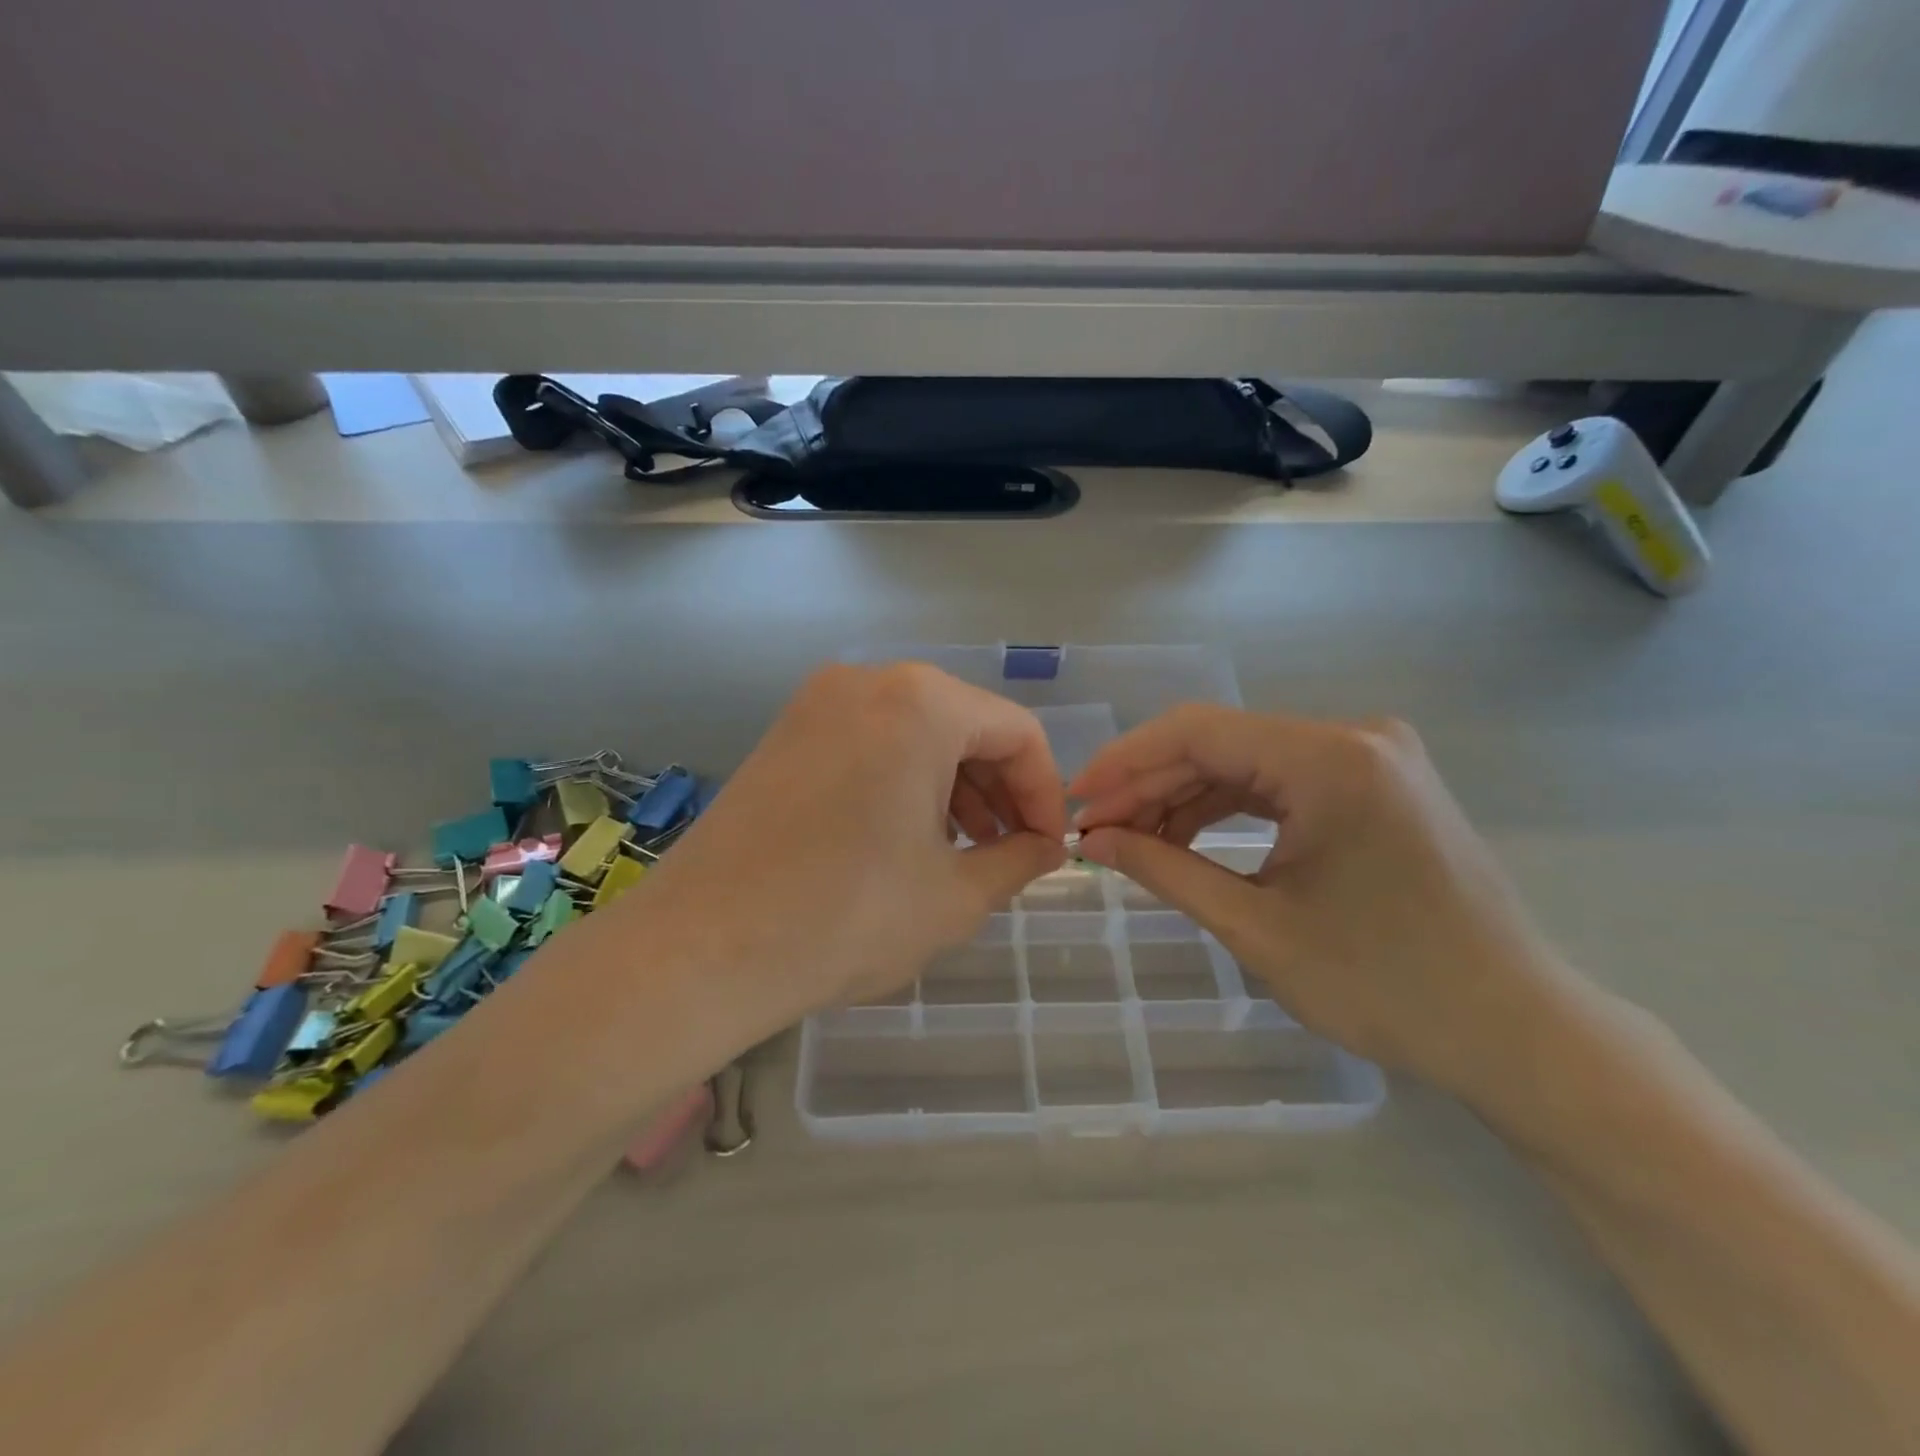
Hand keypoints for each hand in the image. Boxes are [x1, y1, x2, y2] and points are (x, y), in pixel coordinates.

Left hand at [630, 664, 1067, 1016]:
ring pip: (915, 734)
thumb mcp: (954, 896)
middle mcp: (868, 682)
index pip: (1017, 732)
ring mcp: (817, 703)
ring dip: (953, 788)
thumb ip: (1018, 860)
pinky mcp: (785, 734)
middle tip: (1009, 852)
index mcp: (921, 703)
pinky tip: (905, 839)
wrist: (701, 949)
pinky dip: (903, 782)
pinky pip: (869, 743)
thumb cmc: (846, 917)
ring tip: (962, 852)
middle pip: (964, 725)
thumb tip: (1048, 847)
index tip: (1049, 848)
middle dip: (999, 790)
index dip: (1045, 792)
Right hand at [1070, 706, 1587, 1102]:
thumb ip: (1164, 869)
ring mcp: (1372, 758)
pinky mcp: (1378, 784)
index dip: (1125, 763)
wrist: (1518, 1032)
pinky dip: (1229, 810)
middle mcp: (1354, 737)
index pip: (1197, 733)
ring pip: (1247, 763)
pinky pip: (1281, 783)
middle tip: (1096, 831)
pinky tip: (1187, 841)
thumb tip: (1093, 841)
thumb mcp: (1256, 927)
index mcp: (1330, 760)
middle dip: (1150, 786)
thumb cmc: (1387, 986)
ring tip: (1132, 843)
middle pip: (1220, 744)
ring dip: (1185, 799)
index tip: (1076, 801)